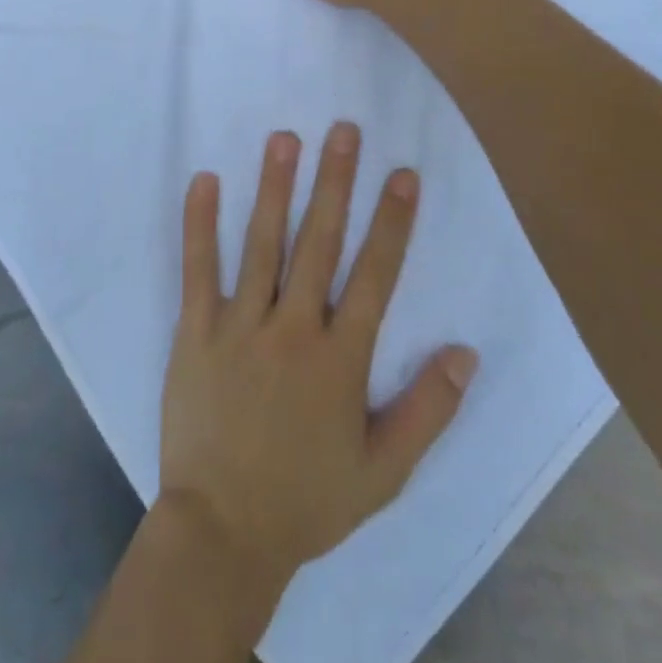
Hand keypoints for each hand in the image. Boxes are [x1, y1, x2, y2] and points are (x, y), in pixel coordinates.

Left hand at [160, 124, 478, 588]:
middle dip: (335, 182)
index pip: (375, 275)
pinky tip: (205, 179)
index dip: (391, 222)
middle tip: (344, 130)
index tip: (402, 175)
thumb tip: (465, 351)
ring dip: (276, 187)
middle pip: (319, 242)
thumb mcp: (384, 471)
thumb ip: (428, 410)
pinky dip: (200, 222)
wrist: (222, 532)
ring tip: (285, 138)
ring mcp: (240, 325)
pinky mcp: (195, 330)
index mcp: (340, 359)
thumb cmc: (307, 500)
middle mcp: (293, 329)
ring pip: (262, 243)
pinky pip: (198, 268)